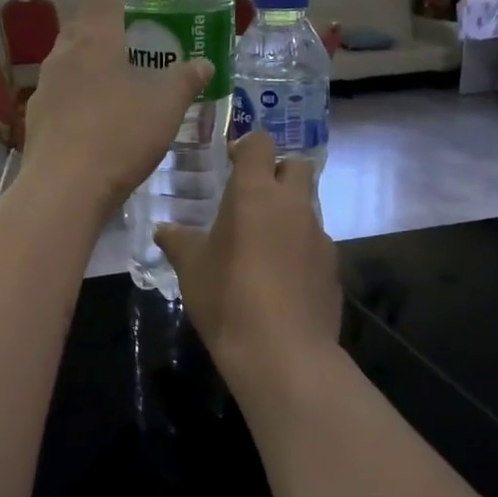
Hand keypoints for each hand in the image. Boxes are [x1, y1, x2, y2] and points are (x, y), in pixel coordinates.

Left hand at [19, 0, 211, 216]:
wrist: (63, 188)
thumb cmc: (118, 135)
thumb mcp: (164, 105)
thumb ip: (185, 80)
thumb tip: (204, 64)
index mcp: (94, 38)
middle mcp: (64, 53)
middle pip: (86, 18)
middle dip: (109, 9)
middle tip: (134, 11)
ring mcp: (47, 86)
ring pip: (74, 55)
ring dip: (96, 49)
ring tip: (121, 60)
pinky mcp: (41, 116)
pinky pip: (68, 87)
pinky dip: (88, 85)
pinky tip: (103, 106)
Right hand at [156, 131, 342, 385]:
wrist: (283, 353)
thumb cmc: (227, 298)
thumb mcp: (191, 268)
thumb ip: (178, 241)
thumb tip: (164, 229)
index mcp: (256, 193)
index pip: (260, 144)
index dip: (246, 147)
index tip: (231, 162)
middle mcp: (293, 204)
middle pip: (297, 166)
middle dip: (278, 172)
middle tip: (252, 197)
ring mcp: (319, 235)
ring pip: (308, 206)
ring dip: (288, 213)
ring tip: (263, 244)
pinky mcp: (333, 266)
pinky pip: (315, 243)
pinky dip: (300, 248)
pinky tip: (282, 278)